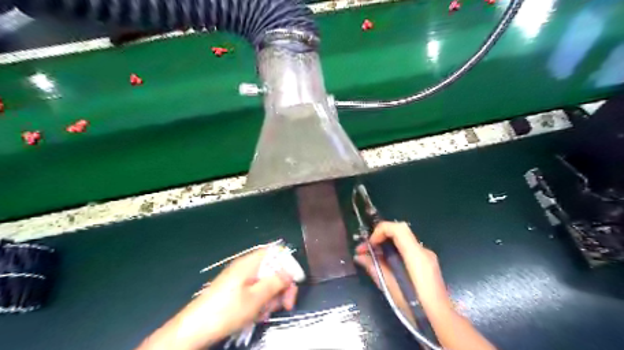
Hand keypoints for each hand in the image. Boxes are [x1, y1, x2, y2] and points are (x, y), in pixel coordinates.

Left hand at [138, 249, 297, 349]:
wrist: (193, 329)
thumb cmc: (226, 311)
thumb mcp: (256, 298)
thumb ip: (276, 282)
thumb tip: (290, 274)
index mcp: (250, 262)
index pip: (276, 252)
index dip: (288, 265)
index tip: (293, 284)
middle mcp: (246, 267)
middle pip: (273, 269)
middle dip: (282, 286)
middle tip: (285, 305)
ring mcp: (240, 279)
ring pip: (265, 282)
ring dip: (271, 297)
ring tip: (265, 313)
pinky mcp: (235, 291)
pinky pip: (255, 291)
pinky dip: (260, 302)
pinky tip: (257, 315)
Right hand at [355, 223, 453, 314]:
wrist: (441, 321)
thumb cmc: (415, 305)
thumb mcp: (390, 287)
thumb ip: (374, 267)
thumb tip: (359, 256)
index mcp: (416, 255)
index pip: (398, 229)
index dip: (381, 230)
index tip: (370, 244)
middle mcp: (423, 251)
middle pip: (399, 233)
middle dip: (379, 238)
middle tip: (364, 250)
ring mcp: (427, 257)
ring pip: (402, 241)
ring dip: (385, 245)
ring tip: (371, 258)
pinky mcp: (427, 264)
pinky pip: (407, 250)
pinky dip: (393, 252)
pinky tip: (385, 265)